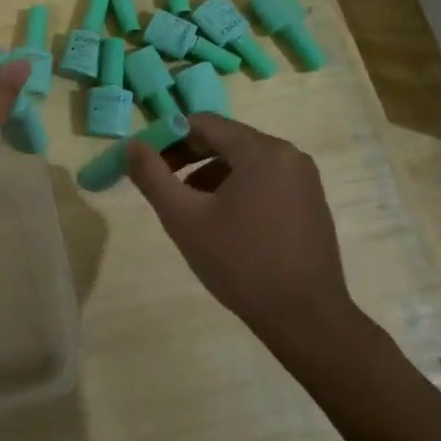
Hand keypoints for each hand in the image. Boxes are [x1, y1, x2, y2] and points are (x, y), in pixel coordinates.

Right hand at [126, 115, 369, 356]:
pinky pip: (263, 180)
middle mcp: (288, 154)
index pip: (202, 123)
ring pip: (243, 162)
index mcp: (260, 151)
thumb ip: (152, 176)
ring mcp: (303, 179)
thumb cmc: (239, 263)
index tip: (144, 161)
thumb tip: (130, 145)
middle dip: (186, 157)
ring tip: (187, 207)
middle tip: (159, 183)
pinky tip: (221, 222)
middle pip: (224, 140)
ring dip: (208, 174)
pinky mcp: (310, 202)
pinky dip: (235, 188)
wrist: (305, 317)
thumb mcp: (183, 218)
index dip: (166, 137)